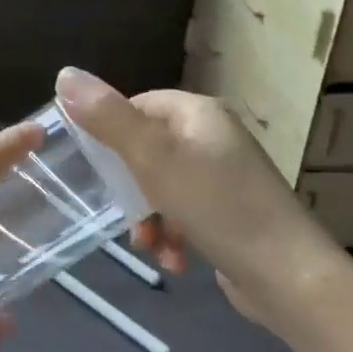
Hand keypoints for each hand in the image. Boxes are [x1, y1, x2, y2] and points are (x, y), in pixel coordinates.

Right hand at [55, 69, 348, 335]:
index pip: (136, 106)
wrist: (289, 277)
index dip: (109, 135)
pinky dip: (172, 234)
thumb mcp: (153, 158)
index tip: (94, 170)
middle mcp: (213, 137)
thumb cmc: (217, 207)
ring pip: (161, 187)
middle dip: (130, 189)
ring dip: (148, 218)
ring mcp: (224, 176)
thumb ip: (107, 118)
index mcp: (198, 113)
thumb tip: (64, 74)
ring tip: (150, 246)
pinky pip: (184, 213)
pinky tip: (173, 260)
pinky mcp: (230, 212)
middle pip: (146, 150)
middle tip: (124, 216)